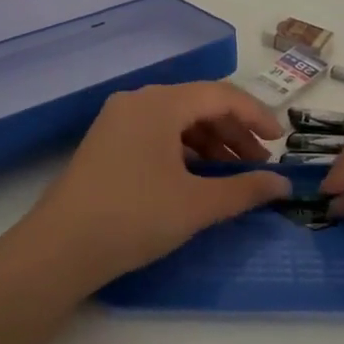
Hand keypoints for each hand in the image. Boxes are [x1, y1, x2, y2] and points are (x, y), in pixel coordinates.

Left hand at [21, 82, 290, 294]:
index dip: (257, 116)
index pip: (221, 95)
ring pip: (177, 120)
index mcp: (160, 103)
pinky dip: (183, 150)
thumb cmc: (135, 217)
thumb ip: (245, 190)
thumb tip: (283, 185)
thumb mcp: (197, 205)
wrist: (60, 248)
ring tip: (233, 175)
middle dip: (234, 133)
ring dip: (210, 143)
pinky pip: (156, 133)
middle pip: (199, 105)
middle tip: (260, 165)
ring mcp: (117, 120)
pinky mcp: (106, 142)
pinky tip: (197, 177)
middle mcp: (138, 101)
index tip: (280, 143)